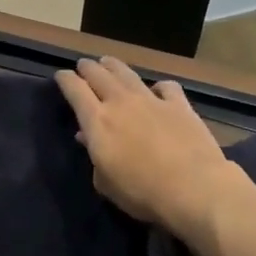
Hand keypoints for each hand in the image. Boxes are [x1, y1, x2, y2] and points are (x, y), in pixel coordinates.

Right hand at [55, 56, 253, 242]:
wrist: (194, 189)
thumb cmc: (142, 192)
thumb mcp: (106, 182)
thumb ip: (94, 156)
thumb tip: (87, 137)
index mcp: (97, 121)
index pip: (74, 89)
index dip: (65, 79)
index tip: (61, 76)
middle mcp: (121, 102)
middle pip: (98, 74)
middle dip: (87, 67)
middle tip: (83, 65)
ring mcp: (151, 100)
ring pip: (127, 73)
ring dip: (114, 66)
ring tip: (108, 62)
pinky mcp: (179, 105)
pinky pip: (166, 86)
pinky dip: (158, 86)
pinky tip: (157, 90)